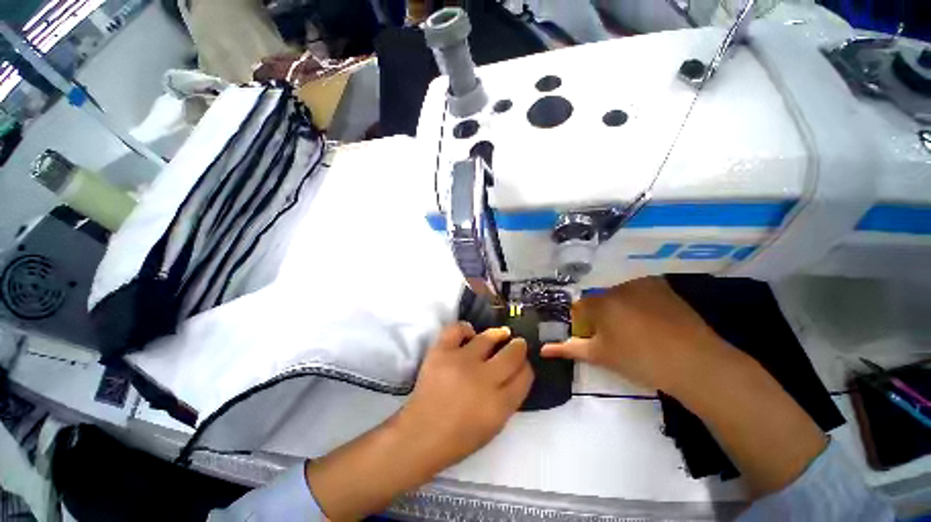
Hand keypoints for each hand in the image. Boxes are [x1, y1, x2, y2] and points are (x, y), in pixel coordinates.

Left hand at [398, 323, 533, 468]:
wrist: (420, 435)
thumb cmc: (460, 437)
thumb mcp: (494, 425)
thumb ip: (509, 398)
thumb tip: (516, 372)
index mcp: (499, 404)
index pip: (525, 376)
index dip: (526, 366)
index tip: (523, 362)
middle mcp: (483, 379)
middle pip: (512, 354)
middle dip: (518, 347)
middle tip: (517, 344)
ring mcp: (461, 362)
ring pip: (488, 337)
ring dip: (498, 334)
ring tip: (499, 335)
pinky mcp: (441, 352)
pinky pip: (458, 329)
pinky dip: (466, 329)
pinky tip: (469, 335)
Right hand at [541, 277, 724, 393]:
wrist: (697, 364)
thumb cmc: (641, 361)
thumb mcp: (601, 356)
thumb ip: (570, 349)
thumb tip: (544, 349)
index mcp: (601, 302)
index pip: (580, 309)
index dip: (584, 326)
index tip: (594, 341)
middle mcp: (618, 286)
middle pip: (599, 300)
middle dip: (601, 317)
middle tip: (615, 339)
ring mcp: (642, 284)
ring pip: (619, 295)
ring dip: (619, 309)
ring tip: (636, 332)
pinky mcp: (662, 287)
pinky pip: (639, 292)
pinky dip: (638, 303)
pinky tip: (652, 322)